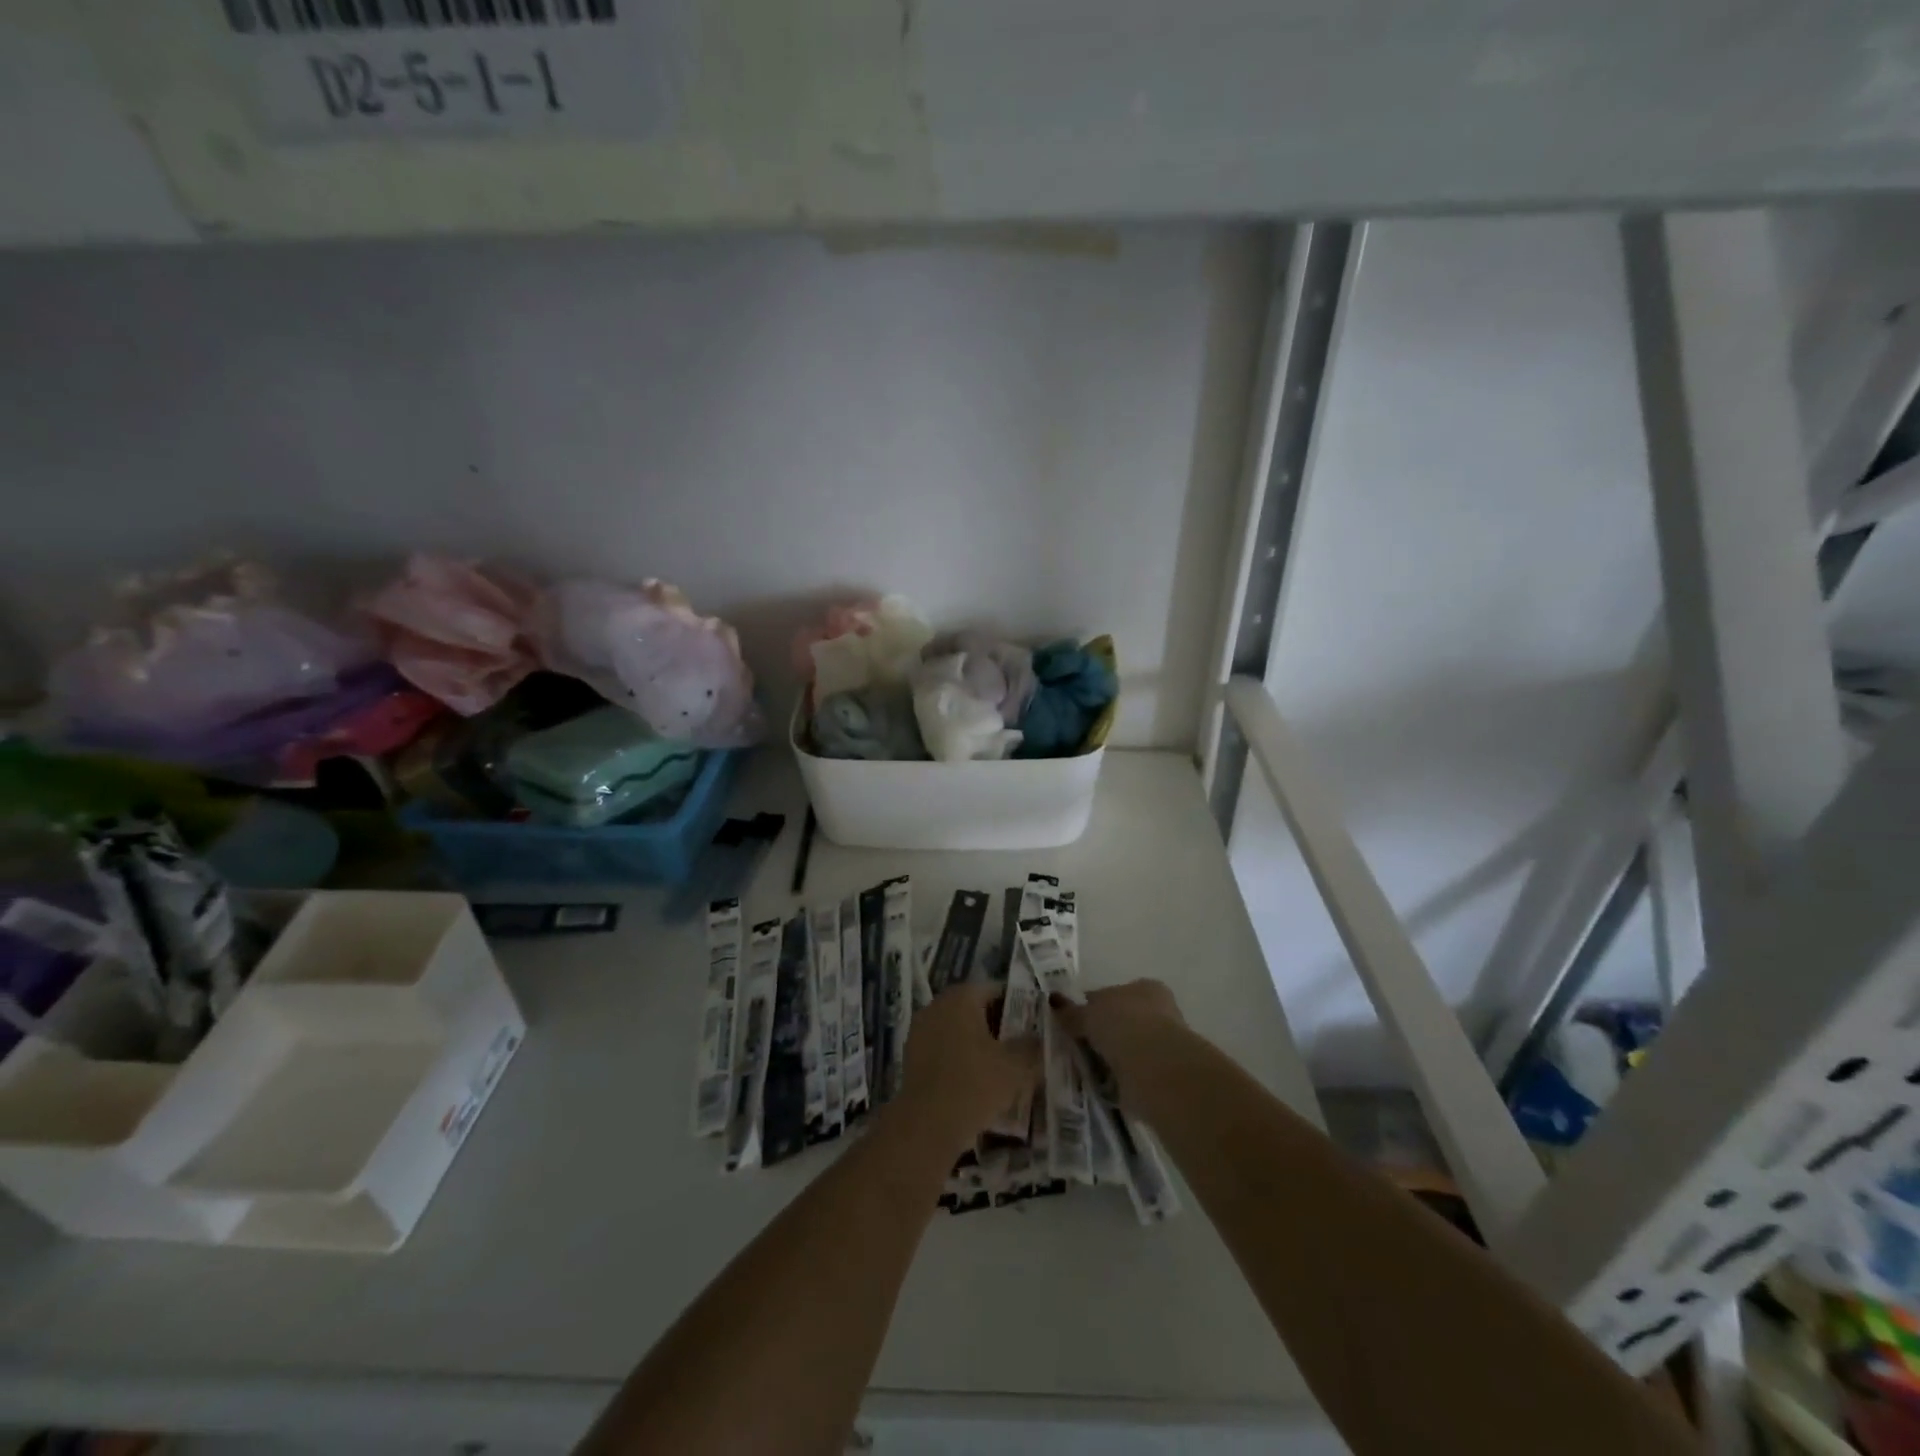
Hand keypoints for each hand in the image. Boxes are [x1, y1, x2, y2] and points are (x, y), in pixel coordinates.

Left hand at [897, 983, 1040, 1153]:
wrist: (926, 1125)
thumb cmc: (974, 1085)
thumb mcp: (1015, 1066)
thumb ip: (1032, 1046)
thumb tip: (1040, 1037)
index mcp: (961, 997)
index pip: (995, 990)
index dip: (1017, 1005)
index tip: (1034, 1024)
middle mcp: (937, 1005)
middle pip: (974, 1008)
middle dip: (998, 1025)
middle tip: (1021, 1046)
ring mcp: (920, 1030)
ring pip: (958, 1029)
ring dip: (978, 1043)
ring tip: (1002, 1066)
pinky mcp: (911, 1056)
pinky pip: (943, 1049)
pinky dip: (960, 1058)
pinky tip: (977, 1081)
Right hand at [1049, 979, 1184, 1109]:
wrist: (1155, 1067)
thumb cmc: (1123, 1025)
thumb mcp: (1089, 1014)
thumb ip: (1071, 1011)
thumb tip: (1052, 1000)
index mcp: (1144, 988)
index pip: (1112, 993)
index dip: (1092, 1006)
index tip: (1074, 1021)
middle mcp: (1157, 1012)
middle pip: (1121, 1020)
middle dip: (1102, 1032)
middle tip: (1076, 1045)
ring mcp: (1162, 1044)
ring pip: (1127, 1047)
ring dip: (1111, 1056)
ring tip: (1086, 1067)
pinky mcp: (1161, 1074)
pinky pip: (1132, 1072)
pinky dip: (1119, 1077)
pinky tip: (1101, 1084)